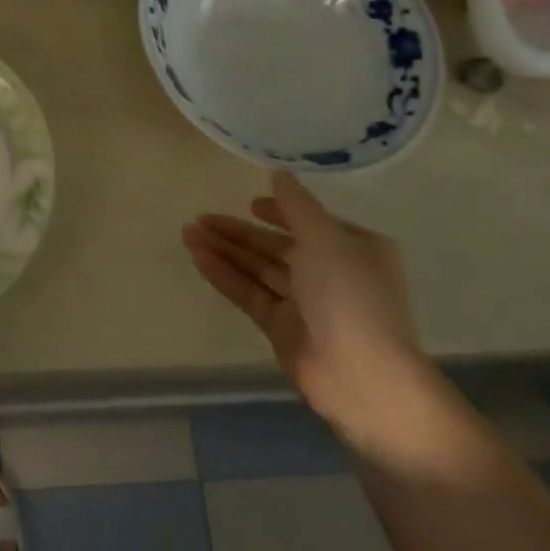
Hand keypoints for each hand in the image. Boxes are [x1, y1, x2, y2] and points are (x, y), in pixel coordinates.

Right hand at [183, 172, 437, 450]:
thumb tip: (279, 174)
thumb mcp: (325, 238)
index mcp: (353, 248)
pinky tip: (199, 259)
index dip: (279, 212)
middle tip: (200, 218)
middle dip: (238, 232)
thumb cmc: (349, 295)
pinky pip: (250, 294)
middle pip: (275, 246)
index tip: (250, 204)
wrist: (362, 376)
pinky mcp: (283, 329)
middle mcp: (331, 273)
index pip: (309, 223)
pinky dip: (226, 276)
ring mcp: (305, 303)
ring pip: (258, 269)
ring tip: (188, 233)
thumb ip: (296, 205)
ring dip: (225, 251)